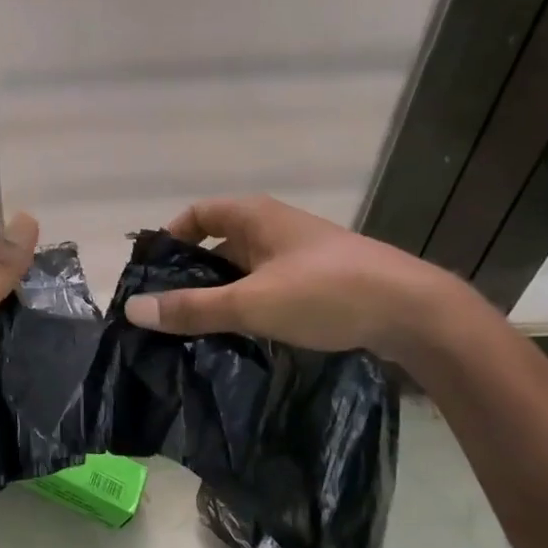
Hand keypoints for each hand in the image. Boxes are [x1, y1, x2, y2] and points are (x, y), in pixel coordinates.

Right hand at [122, 195, 464, 359]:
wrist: (413, 311)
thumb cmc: (326, 293)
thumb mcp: (251, 302)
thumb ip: (192, 308)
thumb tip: (134, 309)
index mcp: (256, 215)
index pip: (197, 213)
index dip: (170, 237)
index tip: (151, 272)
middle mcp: (276, 226)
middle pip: (218, 241)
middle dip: (191, 272)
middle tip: (166, 308)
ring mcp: (300, 253)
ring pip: (245, 267)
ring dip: (221, 292)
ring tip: (196, 327)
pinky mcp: (320, 279)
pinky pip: (269, 285)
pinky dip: (249, 303)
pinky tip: (242, 333)